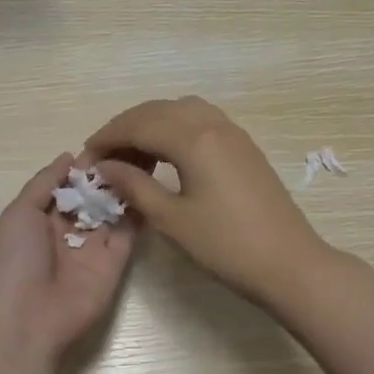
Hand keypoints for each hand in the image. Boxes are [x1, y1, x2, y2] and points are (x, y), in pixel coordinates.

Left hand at [0, 154, 138, 361]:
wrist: (26, 321)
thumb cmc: (14, 262)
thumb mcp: (19, 213)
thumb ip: (44, 183)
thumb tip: (69, 156)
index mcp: (43, 217)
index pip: (70, 184)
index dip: (87, 164)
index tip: (110, 139)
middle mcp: (70, 229)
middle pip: (95, 195)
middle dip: (111, 172)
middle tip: (136, 143)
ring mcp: (95, 246)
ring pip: (114, 210)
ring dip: (128, 186)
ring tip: (148, 156)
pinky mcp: (116, 263)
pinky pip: (129, 232)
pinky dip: (139, 211)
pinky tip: (151, 184)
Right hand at [83, 97, 328, 308]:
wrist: (288, 262)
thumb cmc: (226, 246)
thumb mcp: (172, 219)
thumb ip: (135, 186)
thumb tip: (104, 167)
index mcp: (193, 138)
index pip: (138, 124)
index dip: (107, 138)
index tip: (85, 158)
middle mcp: (213, 124)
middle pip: (158, 110)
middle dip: (126, 127)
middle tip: (103, 157)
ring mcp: (233, 132)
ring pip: (181, 110)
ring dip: (152, 123)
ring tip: (132, 155)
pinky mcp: (243, 145)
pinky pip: (201, 120)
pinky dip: (175, 128)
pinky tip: (166, 154)